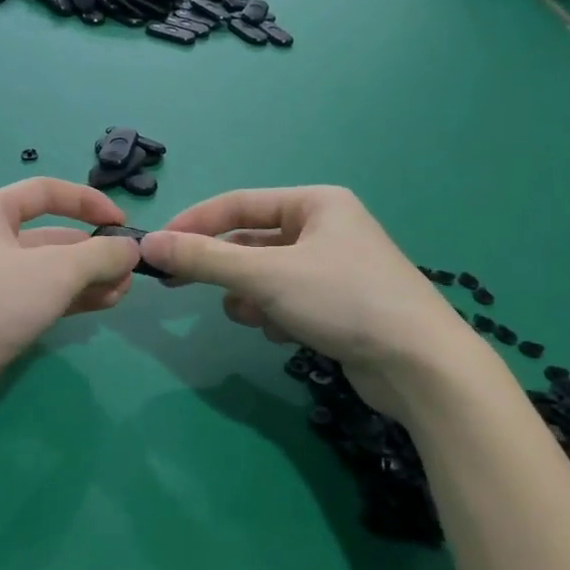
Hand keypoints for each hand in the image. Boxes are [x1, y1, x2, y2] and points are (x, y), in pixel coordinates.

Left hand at [0, 178, 139, 432]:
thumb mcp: (54, 270)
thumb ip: (100, 255)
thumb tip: (131, 248)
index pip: (46, 192)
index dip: (88, 202)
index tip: (123, 223)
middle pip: (51, 236)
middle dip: (93, 251)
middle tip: (130, 272)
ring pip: (48, 272)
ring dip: (87, 279)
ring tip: (122, 293)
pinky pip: (40, 300)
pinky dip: (70, 300)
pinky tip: (101, 306)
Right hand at [139, 187, 477, 398]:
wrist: (420, 365)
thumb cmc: (343, 300)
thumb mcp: (266, 276)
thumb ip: (204, 259)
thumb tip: (148, 244)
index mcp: (316, 203)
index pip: (237, 204)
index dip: (193, 224)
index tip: (156, 246)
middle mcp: (326, 227)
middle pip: (251, 242)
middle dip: (222, 268)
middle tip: (176, 284)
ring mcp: (334, 267)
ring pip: (266, 275)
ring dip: (251, 296)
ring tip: (256, 316)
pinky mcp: (339, 303)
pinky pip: (287, 299)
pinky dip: (276, 314)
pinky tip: (287, 334)